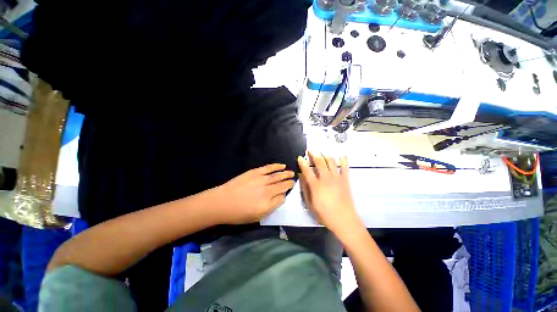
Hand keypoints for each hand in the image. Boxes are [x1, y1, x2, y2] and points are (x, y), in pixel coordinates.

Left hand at [212, 164, 294, 224]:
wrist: (222, 202)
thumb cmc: (238, 213)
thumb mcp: (257, 217)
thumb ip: (271, 207)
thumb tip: (280, 197)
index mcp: (268, 203)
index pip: (282, 197)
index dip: (285, 194)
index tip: (286, 192)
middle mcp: (267, 190)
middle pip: (283, 185)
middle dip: (289, 182)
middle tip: (294, 180)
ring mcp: (262, 179)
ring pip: (278, 175)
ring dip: (286, 174)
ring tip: (291, 173)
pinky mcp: (255, 172)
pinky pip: (269, 168)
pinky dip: (277, 166)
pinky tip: (282, 166)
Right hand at [298, 152, 361, 235]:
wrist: (344, 219)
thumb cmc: (324, 214)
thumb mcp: (310, 204)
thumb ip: (305, 189)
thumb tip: (301, 176)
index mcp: (316, 185)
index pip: (307, 170)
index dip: (302, 162)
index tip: (300, 157)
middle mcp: (326, 178)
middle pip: (319, 162)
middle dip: (314, 154)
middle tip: (310, 150)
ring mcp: (337, 178)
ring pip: (331, 162)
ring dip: (325, 155)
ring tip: (322, 152)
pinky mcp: (345, 180)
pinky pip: (345, 167)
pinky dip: (344, 160)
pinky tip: (342, 155)